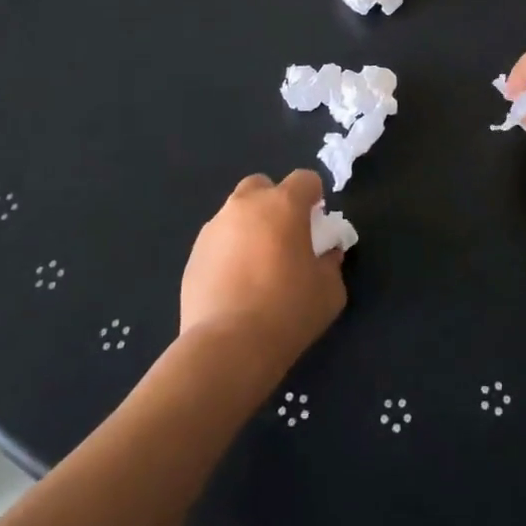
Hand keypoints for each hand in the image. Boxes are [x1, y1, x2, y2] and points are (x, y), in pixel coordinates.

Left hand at [180, 170, 347, 368]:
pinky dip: (229, 251)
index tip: (317, 223)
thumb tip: (325, 255)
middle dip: (275, 203)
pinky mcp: (193, 253)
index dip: (314, 196)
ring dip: (250, 227)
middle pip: (262, 186)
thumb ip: (331, 264)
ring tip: (257, 266)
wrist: (228, 346)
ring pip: (236, 213)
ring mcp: (214, 228)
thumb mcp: (330, 290)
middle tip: (285, 237)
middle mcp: (245, 206)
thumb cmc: (288, 311)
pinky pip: (218, 240)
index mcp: (283, 205)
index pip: (304, 179)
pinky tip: (235, 284)